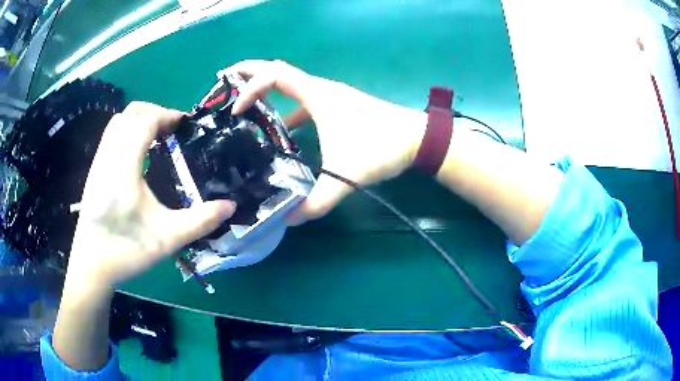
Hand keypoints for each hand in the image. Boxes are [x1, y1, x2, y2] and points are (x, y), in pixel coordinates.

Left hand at [67, 102, 235, 291]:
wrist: (92, 266)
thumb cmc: (127, 249)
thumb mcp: (169, 238)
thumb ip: (201, 220)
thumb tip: (231, 206)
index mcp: (125, 164)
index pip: (146, 119)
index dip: (168, 115)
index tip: (186, 125)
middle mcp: (109, 155)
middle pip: (130, 113)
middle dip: (154, 113)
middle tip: (172, 131)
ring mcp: (98, 161)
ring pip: (118, 122)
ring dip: (139, 122)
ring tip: (157, 140)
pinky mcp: (94, 171)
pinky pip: (111, 137)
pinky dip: (127, 133)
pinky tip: (137, 157)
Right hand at [221, 60, 426, 222]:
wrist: (417, 139)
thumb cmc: (382, 148)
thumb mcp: (346, 176)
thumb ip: (317, 201)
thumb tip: (289, 219)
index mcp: (318, 95)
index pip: (274, 76)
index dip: (250, 88)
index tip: (237, 111)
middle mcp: (321, 89)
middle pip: (278, 69)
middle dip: (250, 72)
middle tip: (224, 79)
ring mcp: (330, 97)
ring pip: (290, 84)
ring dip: (266, 89)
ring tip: (244, 104)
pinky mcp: (337, 108)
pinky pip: (304, 102)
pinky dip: (287, 110)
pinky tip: (282, 129)